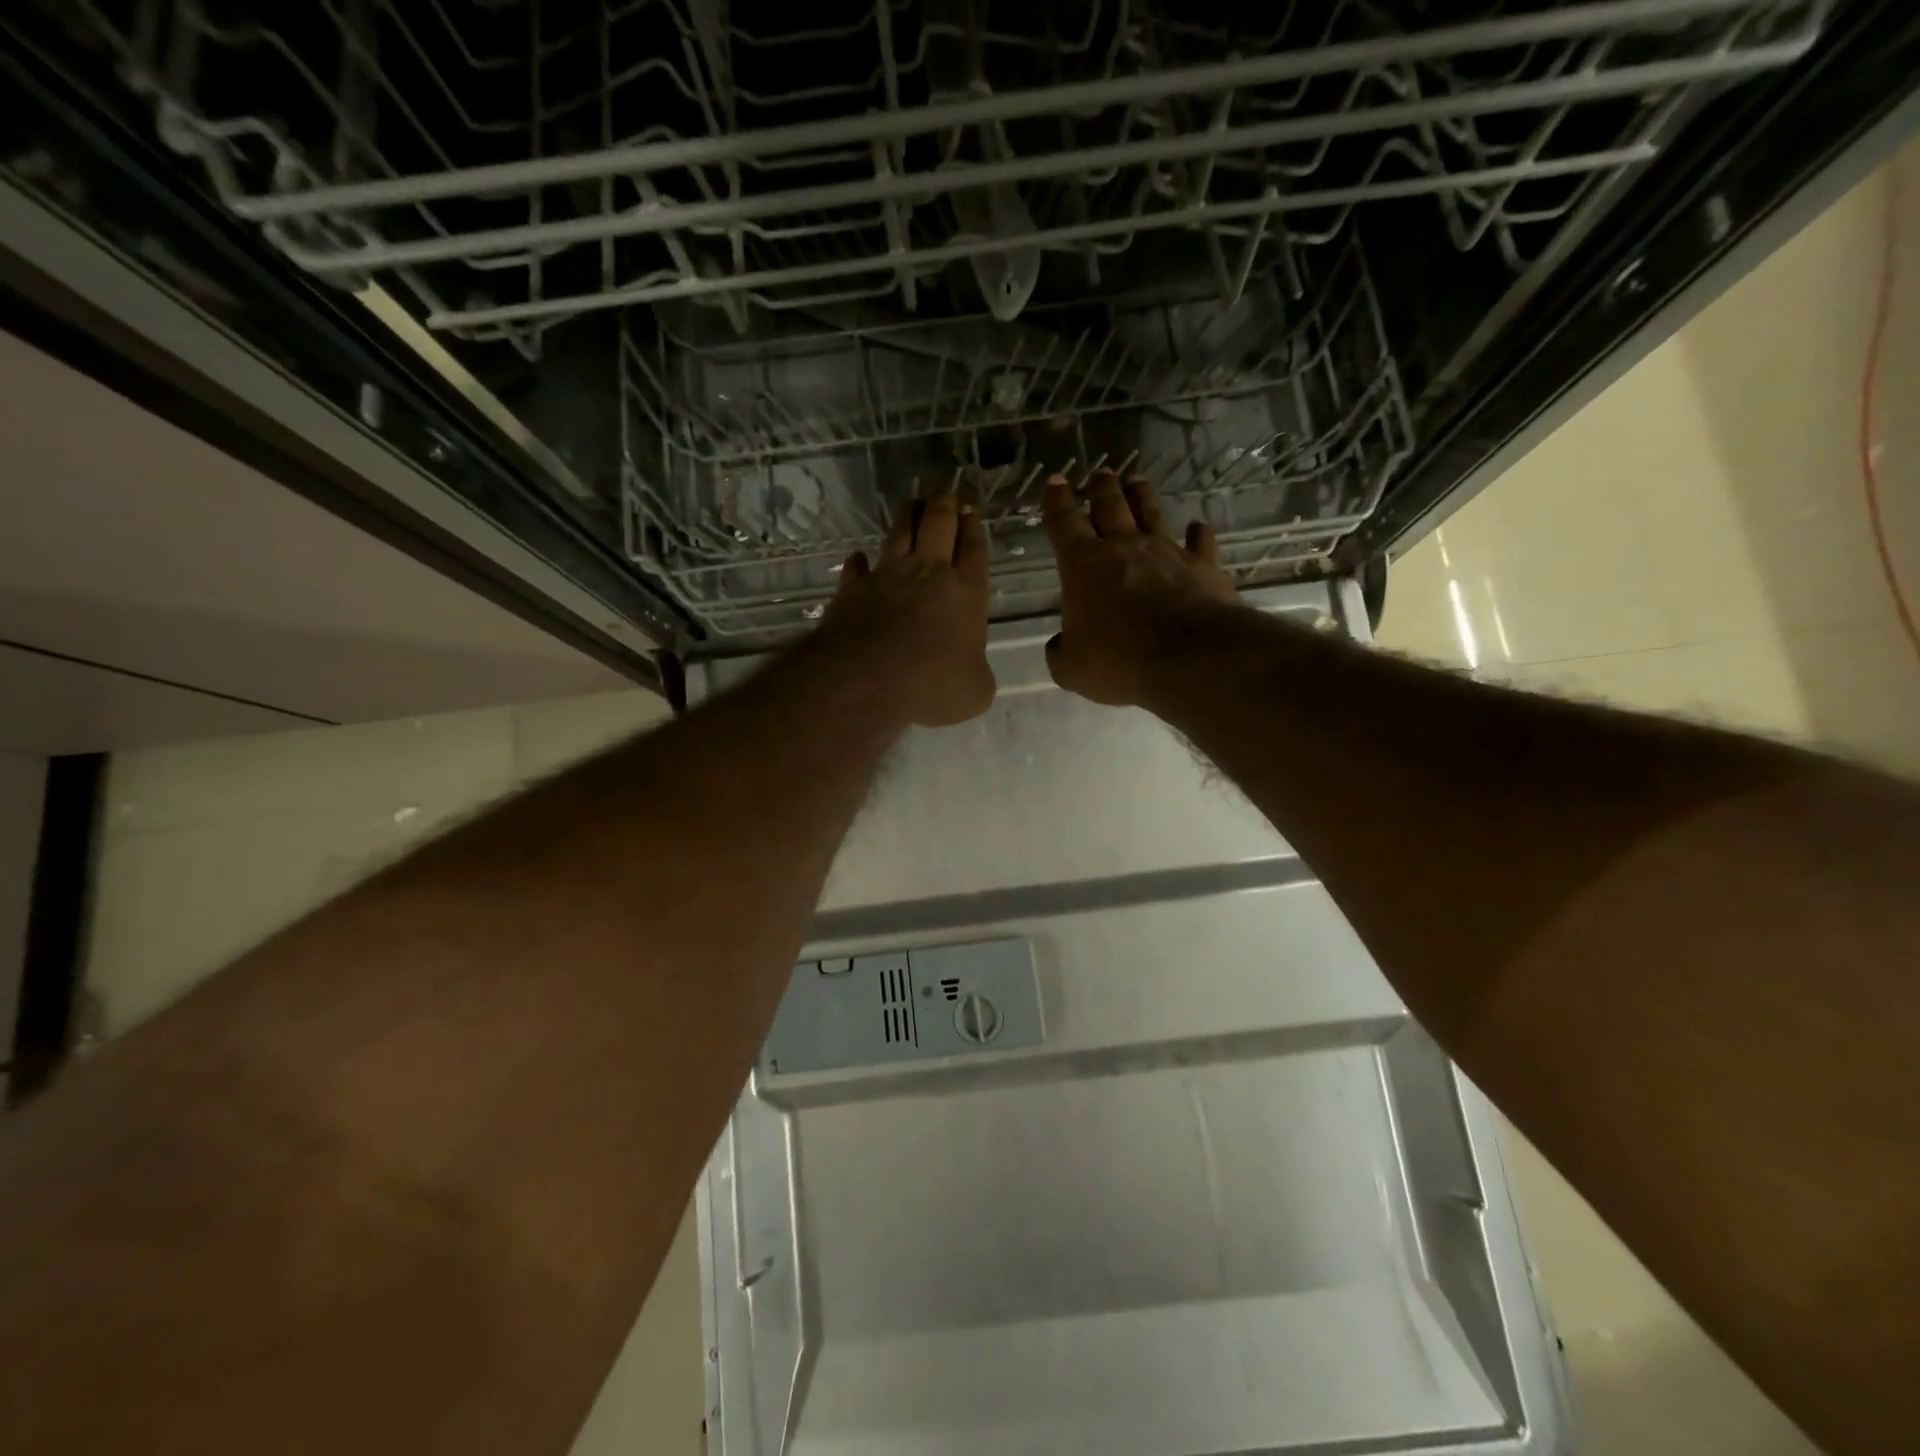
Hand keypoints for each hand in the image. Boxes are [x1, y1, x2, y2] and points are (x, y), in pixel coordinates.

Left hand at [820, 492, 994, 726]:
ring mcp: (887, 577)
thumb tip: (970, 669)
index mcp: (967, 592)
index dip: (974, 527)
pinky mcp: (853, 590)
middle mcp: (928, 573)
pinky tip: (858, 556)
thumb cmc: (933, 684)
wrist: (869, 680)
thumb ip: (977, 672)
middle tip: (945, 494)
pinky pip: (857, 568)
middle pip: (938, 525)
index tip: (972, 509)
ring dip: (908, 515)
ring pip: (899, 532)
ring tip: (913, 502)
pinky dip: (859, 561)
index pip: (974, 549)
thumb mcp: (975, 691)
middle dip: (944, 505)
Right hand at [1043, 469, 1238, 706]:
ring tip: (1136, 480)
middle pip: (1110, 506)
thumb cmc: (1119, 661)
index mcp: (1083, 565)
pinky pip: (1200, 542)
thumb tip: (1061, 643)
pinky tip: (1198, 526)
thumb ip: (1061, 651)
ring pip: (1151, 513)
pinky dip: (1198, 533)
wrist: (1190, 659)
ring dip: (1142, 496)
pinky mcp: (1203, 567)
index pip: (1064, 523)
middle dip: (1101, 487)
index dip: (1057, 501)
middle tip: (1100, 473)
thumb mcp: (1071, 668)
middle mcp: (1124, 548)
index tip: (1056, 481)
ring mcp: (1167, 553)